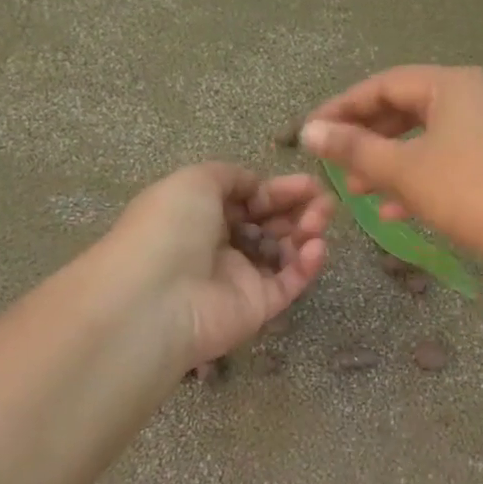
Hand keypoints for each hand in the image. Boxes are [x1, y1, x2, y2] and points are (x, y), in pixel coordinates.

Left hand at [106, 163, 332, 365]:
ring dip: (307, 232)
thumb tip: (256, 186)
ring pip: (284, 252)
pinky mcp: (259, 307)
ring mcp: (241, 278)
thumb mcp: (195, 181)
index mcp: (201, 215)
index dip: (278, 190)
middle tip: (324, 201)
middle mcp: (221, 245)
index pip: (249, 200)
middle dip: (299, 209)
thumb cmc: (171, 229)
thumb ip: (231, 176)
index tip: (309, 183)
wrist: (158, 297)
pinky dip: (307, 265)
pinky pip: (289, 282)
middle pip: (270, 224)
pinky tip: (316, 248)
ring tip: (321, 221)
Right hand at [301, 66, 482, 260]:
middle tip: (334, 163)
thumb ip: (353, 148)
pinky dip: (416, 180)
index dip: (343, 108)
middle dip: (366, 139)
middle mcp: (472, 97)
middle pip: (404, 110)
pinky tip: (391, 211)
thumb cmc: (465, 190)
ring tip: (356, 190)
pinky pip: (444, 162)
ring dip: (387, 164)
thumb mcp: (403, 168)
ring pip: (423, 140)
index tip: (311, 132)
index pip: (383, 85)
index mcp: (451, 84)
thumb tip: (308, 131)